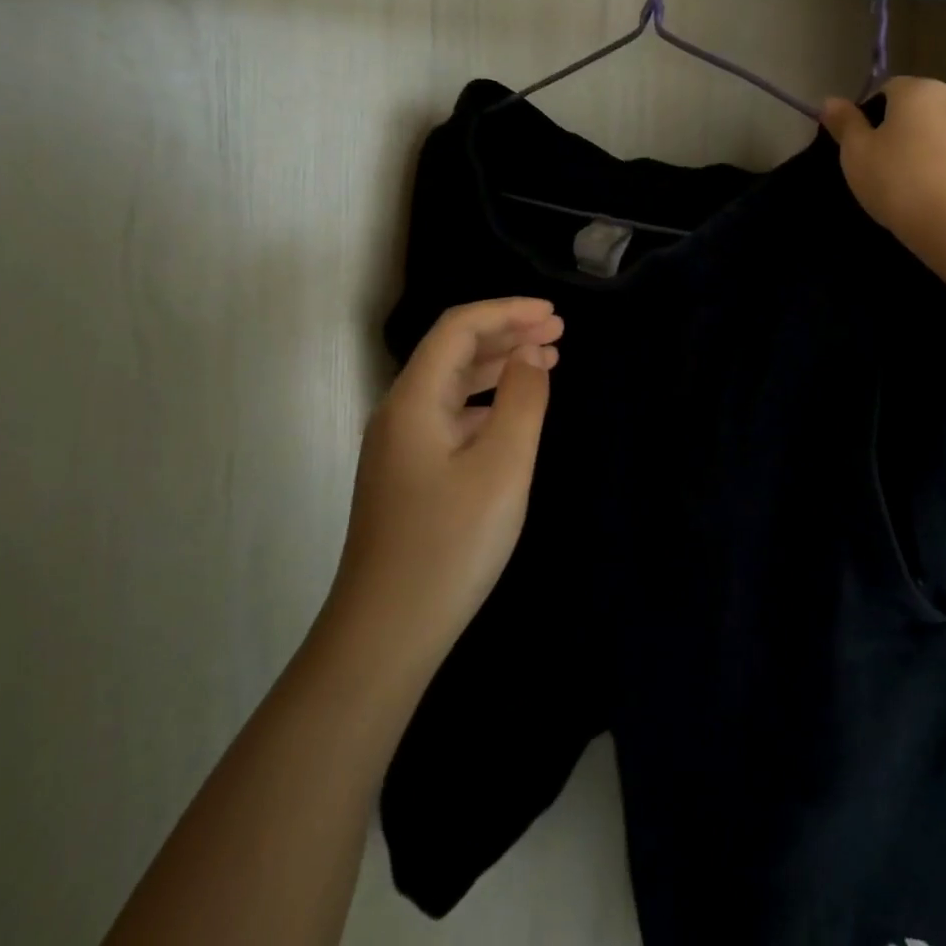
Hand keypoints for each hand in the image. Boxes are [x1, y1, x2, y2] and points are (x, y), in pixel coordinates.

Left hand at [331, 298, 562, 667]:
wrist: (386, 635)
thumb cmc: (450, 544)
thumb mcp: (502, 466)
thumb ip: (522, 399)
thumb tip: (531, 353)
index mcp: (414, 400)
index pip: (458, 328)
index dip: (507, 311)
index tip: (554, 314)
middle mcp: (400, 412)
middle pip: (453, 350)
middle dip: (507, 332)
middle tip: (559, 331)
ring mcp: (401, 445)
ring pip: (453, 383)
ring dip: (498, 364)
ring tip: (547, 360)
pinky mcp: (409, 474)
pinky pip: (451, 415)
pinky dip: (487, 400)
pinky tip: (513, 411)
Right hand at [821, 77, 945, 263]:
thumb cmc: (899, 181)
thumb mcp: (856, 153)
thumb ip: (844, 123)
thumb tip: (830, 101)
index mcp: (920, 90)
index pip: (886, 90)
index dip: (869, 117)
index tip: (861, 150)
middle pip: (916, 112)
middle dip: (898, 135)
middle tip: (880, 170)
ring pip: (938, 137)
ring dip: (923, 154)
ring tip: (908, 191)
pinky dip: (944, 174)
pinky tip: (933, 201)